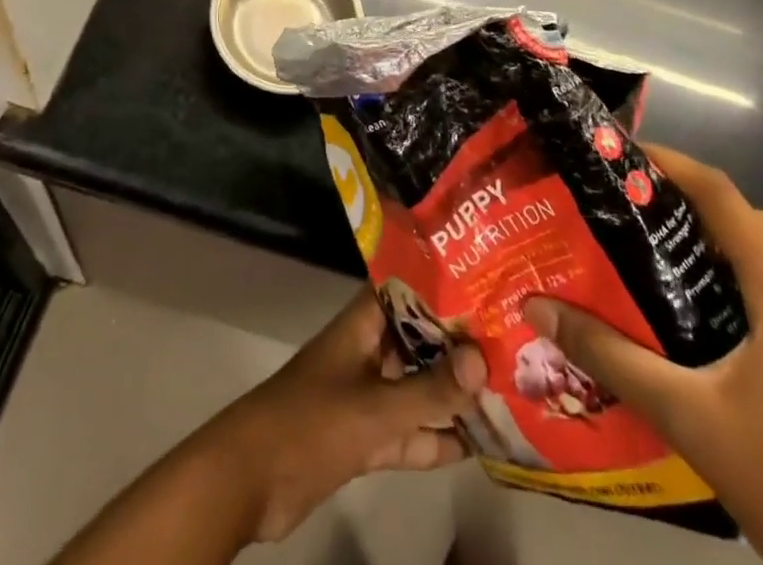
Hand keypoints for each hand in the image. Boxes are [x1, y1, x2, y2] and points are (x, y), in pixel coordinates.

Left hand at [198, 289, 486, 541]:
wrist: (251, 480)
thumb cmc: (311, 422)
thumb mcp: (375, 408)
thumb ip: (429, 391)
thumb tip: (483, 359)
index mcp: (362, 324)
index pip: (406, 289)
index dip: (442, 284)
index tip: (486, 282)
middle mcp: (367, 351)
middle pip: (417, 339)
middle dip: (458, 344)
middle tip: (512, 342)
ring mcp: (365, 394)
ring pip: (416, 387)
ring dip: (452, 393)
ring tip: (508, 391)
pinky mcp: (364, 436)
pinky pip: (408, 431)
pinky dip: (435, 437)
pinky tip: (477, 443)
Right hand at [524, 146, 762, 564]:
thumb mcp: (685, 418)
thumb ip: (608, 355)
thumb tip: (537, 309)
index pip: (725, 197)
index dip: (674, 165)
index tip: (629, 157)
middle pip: (761, 222)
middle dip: (703, 207)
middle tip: (647, 220)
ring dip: (747, 245)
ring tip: (695, 267)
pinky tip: (753, 328)